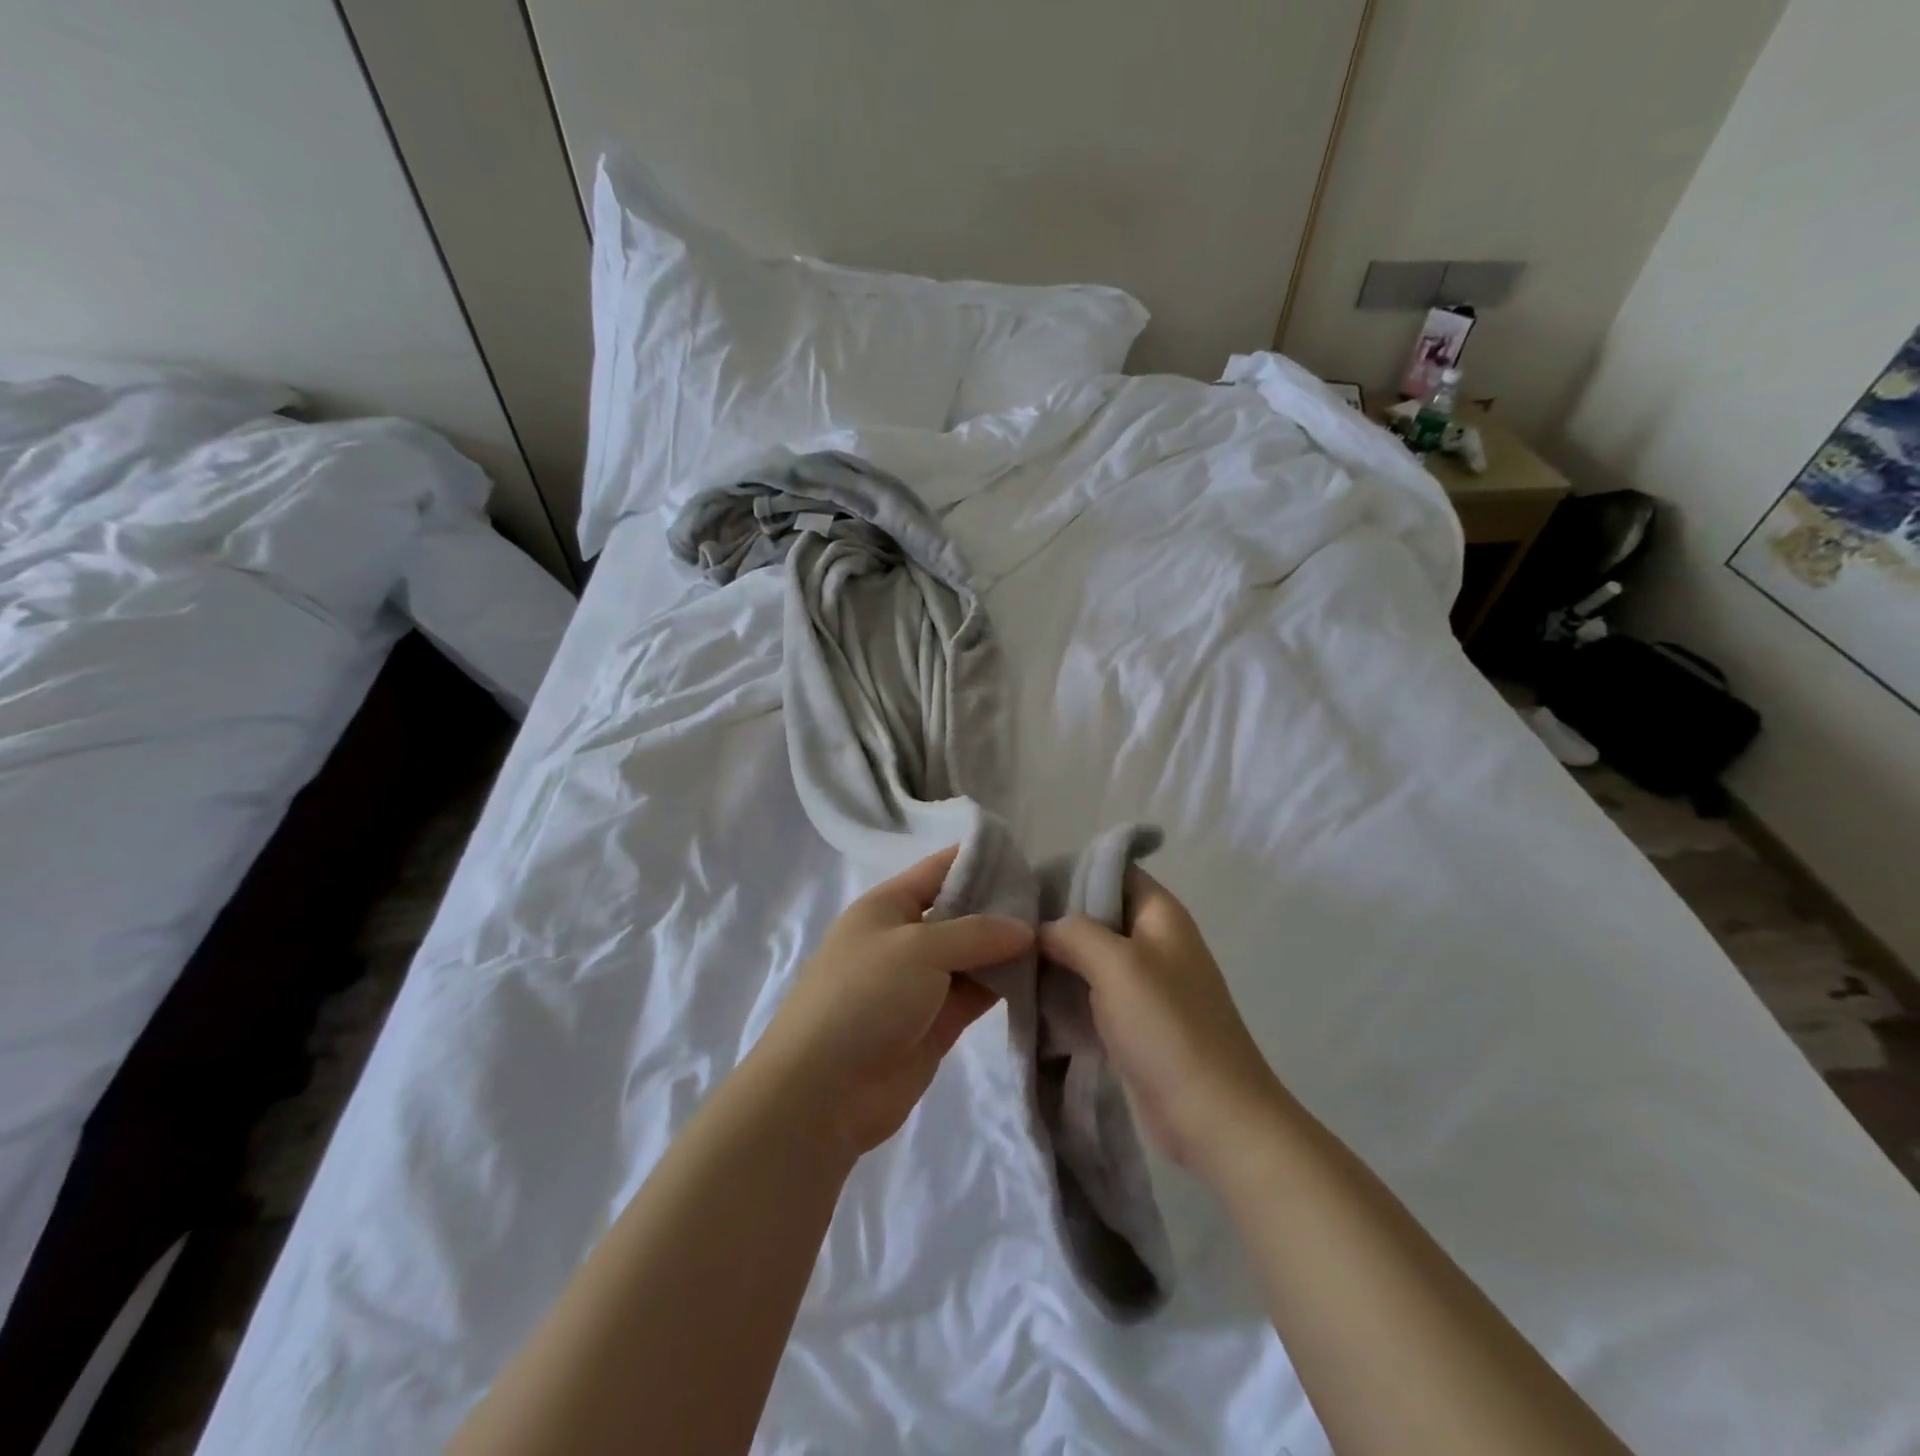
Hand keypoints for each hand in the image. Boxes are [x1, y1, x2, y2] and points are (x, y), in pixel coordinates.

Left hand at [755, 847, 1031, 1157]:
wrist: (824, 1090)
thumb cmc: (864, 996)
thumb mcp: (918, 948)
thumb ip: (976, 934)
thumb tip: (1025, 929)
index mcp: (889, 905)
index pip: (940, 869)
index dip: (980, 859)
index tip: (1030, 856)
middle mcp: (907, 938)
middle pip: (963, 912)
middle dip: (1004, 906)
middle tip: (1058, 901)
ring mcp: (923, 982)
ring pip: (975, 955)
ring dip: (1010, 949)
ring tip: (1060, 936)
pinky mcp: (938, 1022)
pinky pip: (978, 993)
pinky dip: (1006, 985)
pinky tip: (1044, 976)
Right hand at [1039, 871, 1282, 1177]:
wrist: (1213, 1117)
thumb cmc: (1167, 1027)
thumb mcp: (1116, 964)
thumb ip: (1073, 932)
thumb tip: (1042, 929)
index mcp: (1159, 914)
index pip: (1112, 870)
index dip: (1070, 871)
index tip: (1024, 885)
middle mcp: (1154, 941)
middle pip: (1096, 914)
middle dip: (1055, 920)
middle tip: (1008, 929)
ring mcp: (1145, 984)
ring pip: (1090, 957)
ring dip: (1056, 960)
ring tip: (1009, 962)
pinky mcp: (1135, 1022)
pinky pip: (1092, 994)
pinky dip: (1065, 994)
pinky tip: (1031, 999)